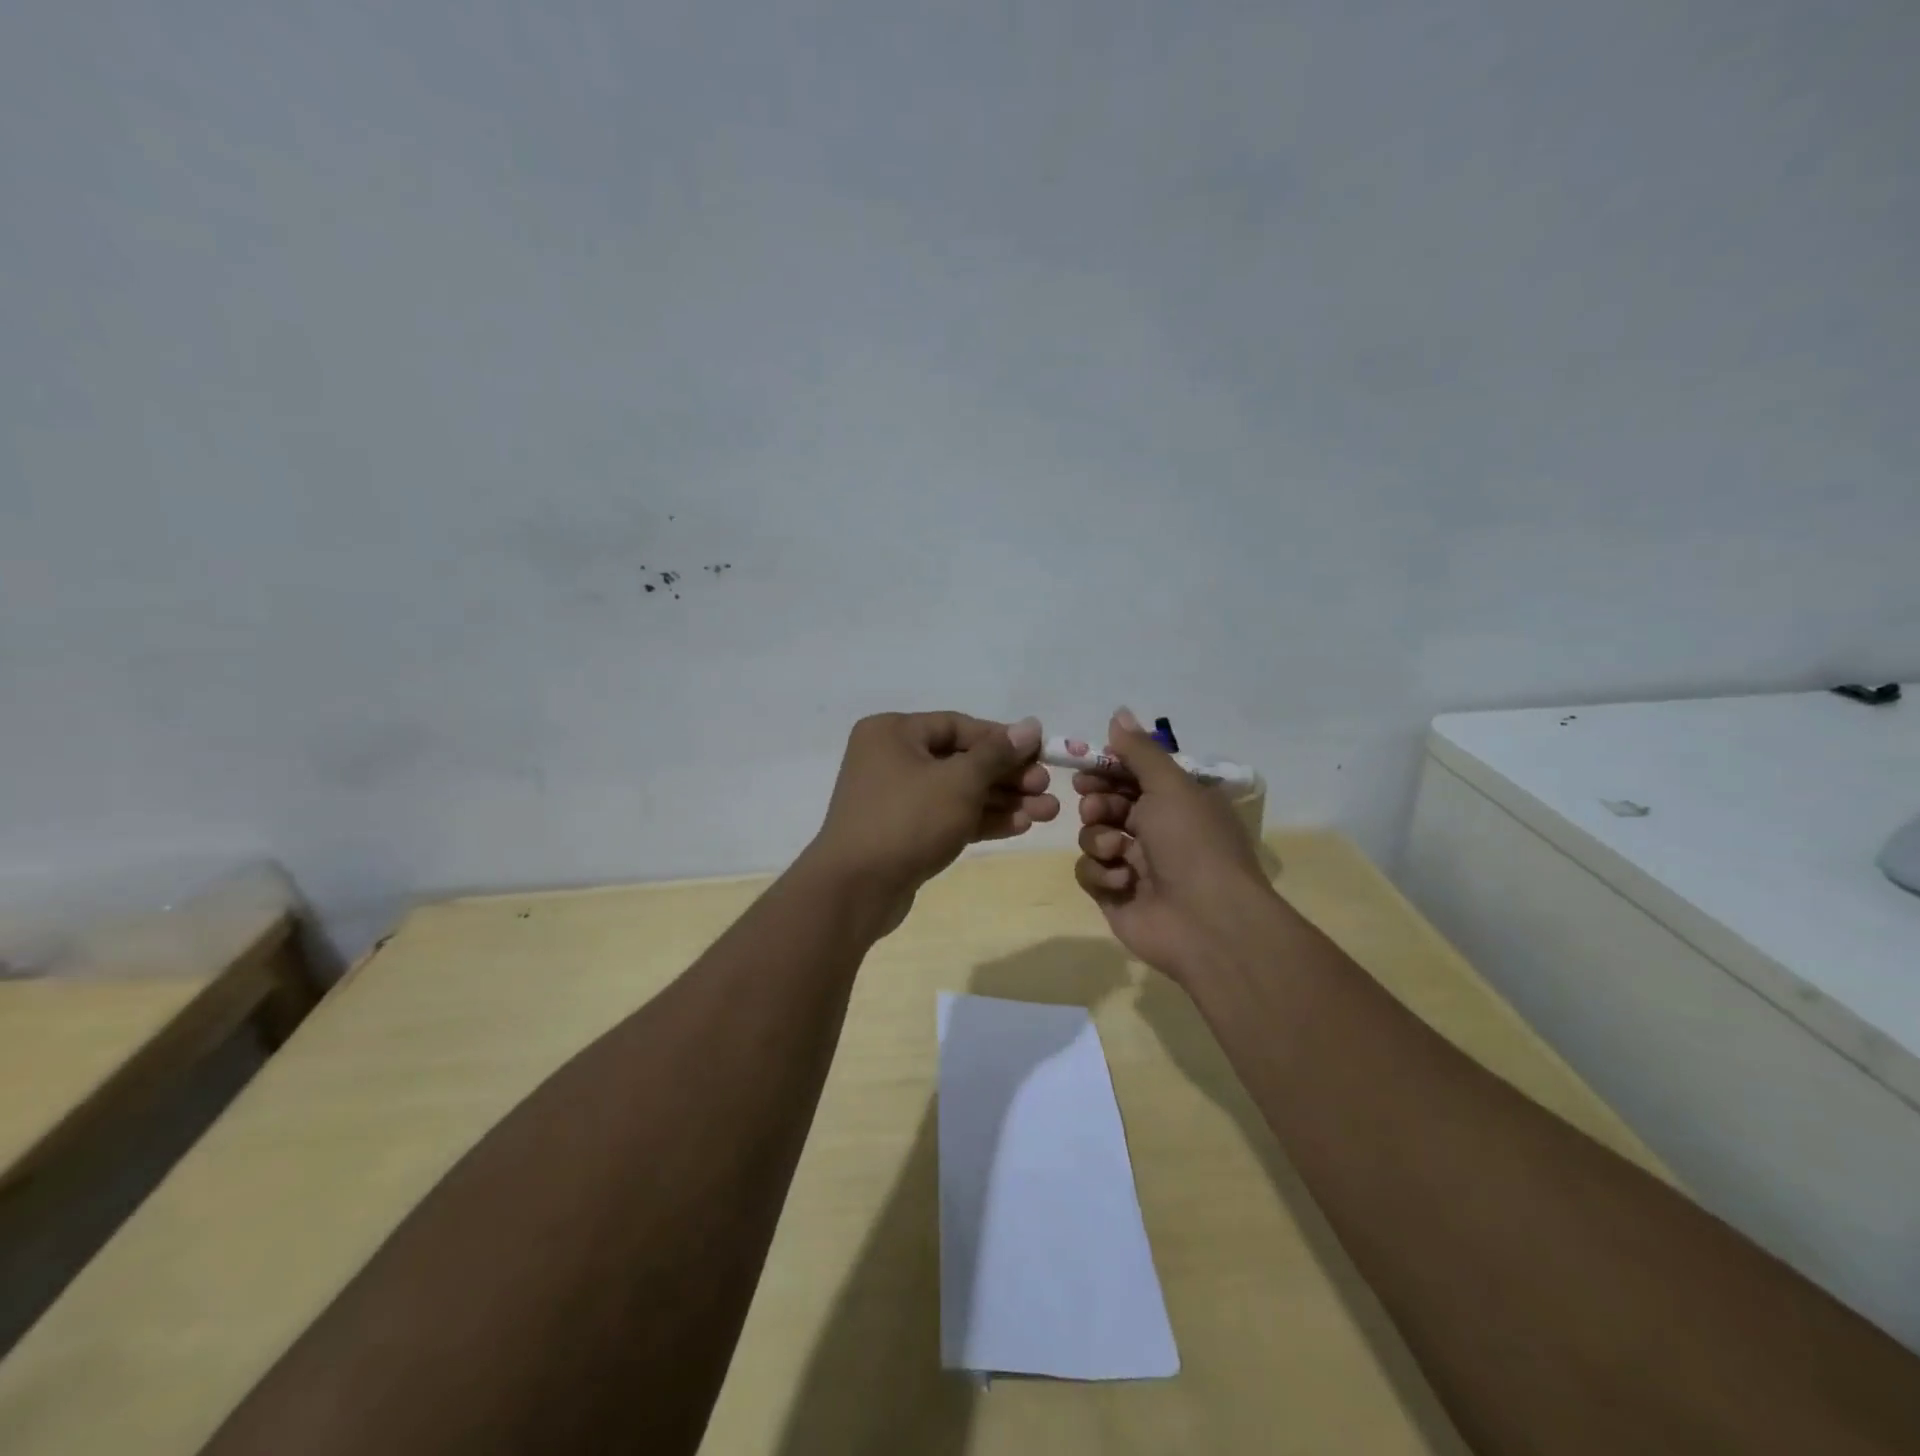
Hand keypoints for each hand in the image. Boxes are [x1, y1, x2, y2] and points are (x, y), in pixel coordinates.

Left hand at [809, 712, 1058, 929]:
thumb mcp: (959, 781)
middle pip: (961, 760)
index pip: (958, 725)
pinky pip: (948, 817)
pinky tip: (1020, 826)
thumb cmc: (907, 820)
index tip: (1040, 754)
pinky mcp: (904, 833)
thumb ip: (997, 753)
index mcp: (894, 732)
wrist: (855, 890)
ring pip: (959, 792)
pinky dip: (981, 820)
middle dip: (1008, 776)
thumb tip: (1031, 725)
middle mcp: (891, 759)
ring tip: (1048, 813)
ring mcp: (896, 799)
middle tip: (1046, 789)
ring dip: (1003, 801)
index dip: (1003, 739)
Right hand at [1073, 708, 1279, 982]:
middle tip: (1096, 806)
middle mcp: (1156, 830)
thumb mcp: (1170, 785)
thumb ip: (1139, 751)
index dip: (1107, 769)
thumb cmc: (1193, 844)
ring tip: (1116, 849)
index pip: (1132, 775)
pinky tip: (1122, 881)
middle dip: (1097, 802)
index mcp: (1176, 802)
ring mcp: (1134, 864)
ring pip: (1093, 836)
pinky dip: (1101, 873)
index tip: (1087, 765)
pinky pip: (1090, 872)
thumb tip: (1118, 712)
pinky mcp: (1116, 895)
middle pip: (1107, 804)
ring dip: (1099, 838)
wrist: (1208, 922)